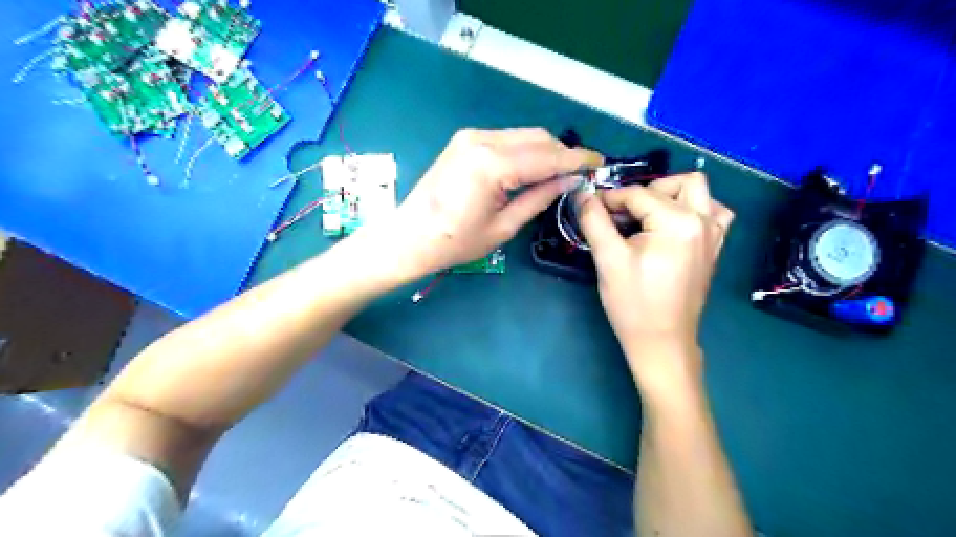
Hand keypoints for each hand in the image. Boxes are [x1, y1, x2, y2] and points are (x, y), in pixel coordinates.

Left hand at [381, 125, 595, 277]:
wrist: (410, 236)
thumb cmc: (456, 242)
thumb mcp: (504, 226)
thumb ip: (539, 197)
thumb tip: (570, 181)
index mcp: (493, 164)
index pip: (548, 156)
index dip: (577, 159)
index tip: (600, 162)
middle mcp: (483, 139)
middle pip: (538, 138)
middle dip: (563, 153)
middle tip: (580, 173)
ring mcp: (471, 136)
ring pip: (523, 135)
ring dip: (545, 150)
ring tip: (559, 173)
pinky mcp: (465, 140)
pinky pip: (507, 139)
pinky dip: (525, 150)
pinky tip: (532, 168)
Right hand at [574, 174, 733, 390]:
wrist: (661, 341)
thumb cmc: (633, 302)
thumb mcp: (608, 259)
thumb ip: (594, 220)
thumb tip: (582, 194)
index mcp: (677, 222)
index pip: (638, 194)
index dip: (610, 199)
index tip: (591, 209)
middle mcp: (703, 221)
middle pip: (672, 183)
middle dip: (642, 193)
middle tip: (621, 216)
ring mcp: (714, 234)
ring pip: (698, 191)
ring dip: (671, 194)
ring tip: (648, 216)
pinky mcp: (714, 247)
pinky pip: (712, 212)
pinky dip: (693, 209)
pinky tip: (673, 225)